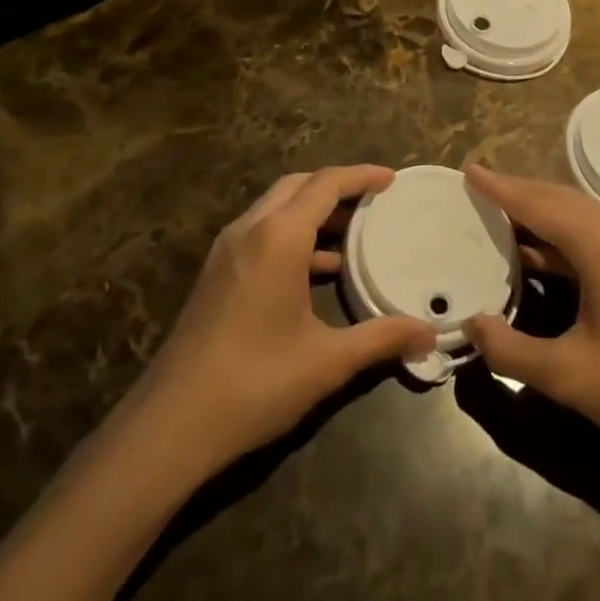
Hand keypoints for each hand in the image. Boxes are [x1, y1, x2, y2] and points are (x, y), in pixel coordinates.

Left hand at [134, 166, 435, 472]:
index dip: (361, 176)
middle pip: (298, 185)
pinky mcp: (216, 273)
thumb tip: (429, 335)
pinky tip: (316, 271)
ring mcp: (227, 250)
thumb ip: (381, 339)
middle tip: (372, 201)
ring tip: (352, 232)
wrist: (171, 424)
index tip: (391, 179)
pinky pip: (262, 232)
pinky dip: (293, 233)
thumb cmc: (256, 382)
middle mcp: (250, 229)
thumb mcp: (327, 361)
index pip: (326, 183)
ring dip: (312, 210)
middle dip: (336, 186)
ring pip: (276, 207)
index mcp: (279, 237)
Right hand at [462, 165, 599, 462]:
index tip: (468, 169)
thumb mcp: (569, 374)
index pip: (538, 204)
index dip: (500, 188)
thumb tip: (472, 325)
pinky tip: (539, 252)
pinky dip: (560, 233)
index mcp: (599, 243)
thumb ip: (512, 351)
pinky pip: (593, 232)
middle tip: (479, 186)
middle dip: (518, 191)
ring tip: (501, 212)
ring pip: (578, 214)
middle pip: (558, 198)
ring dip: (540, 210)